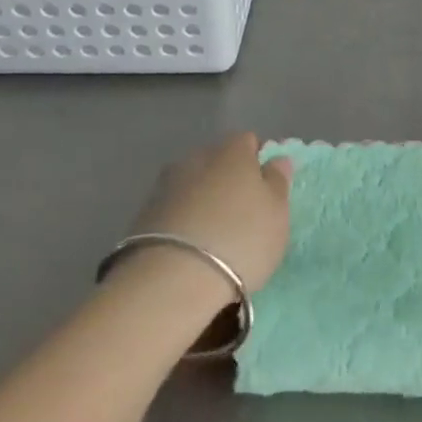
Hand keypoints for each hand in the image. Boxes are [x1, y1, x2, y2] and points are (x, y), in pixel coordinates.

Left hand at [140, 133, 292, 292]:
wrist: (174, 280)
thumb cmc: (241, 239)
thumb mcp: (277, 213)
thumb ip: (277, 182)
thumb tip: (276, 159)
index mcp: (232, 151)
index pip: (248, 141)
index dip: (257, 160)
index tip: (265, 188)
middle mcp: (196, 158)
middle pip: (217, 160)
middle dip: (228, 178)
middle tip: (241, 211)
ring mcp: (166, 185)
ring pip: (192, 183)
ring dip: (203, 199)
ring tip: (214, 232)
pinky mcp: (143, 215)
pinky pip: (174, 208)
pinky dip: (183, 219)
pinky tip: (191, 246)